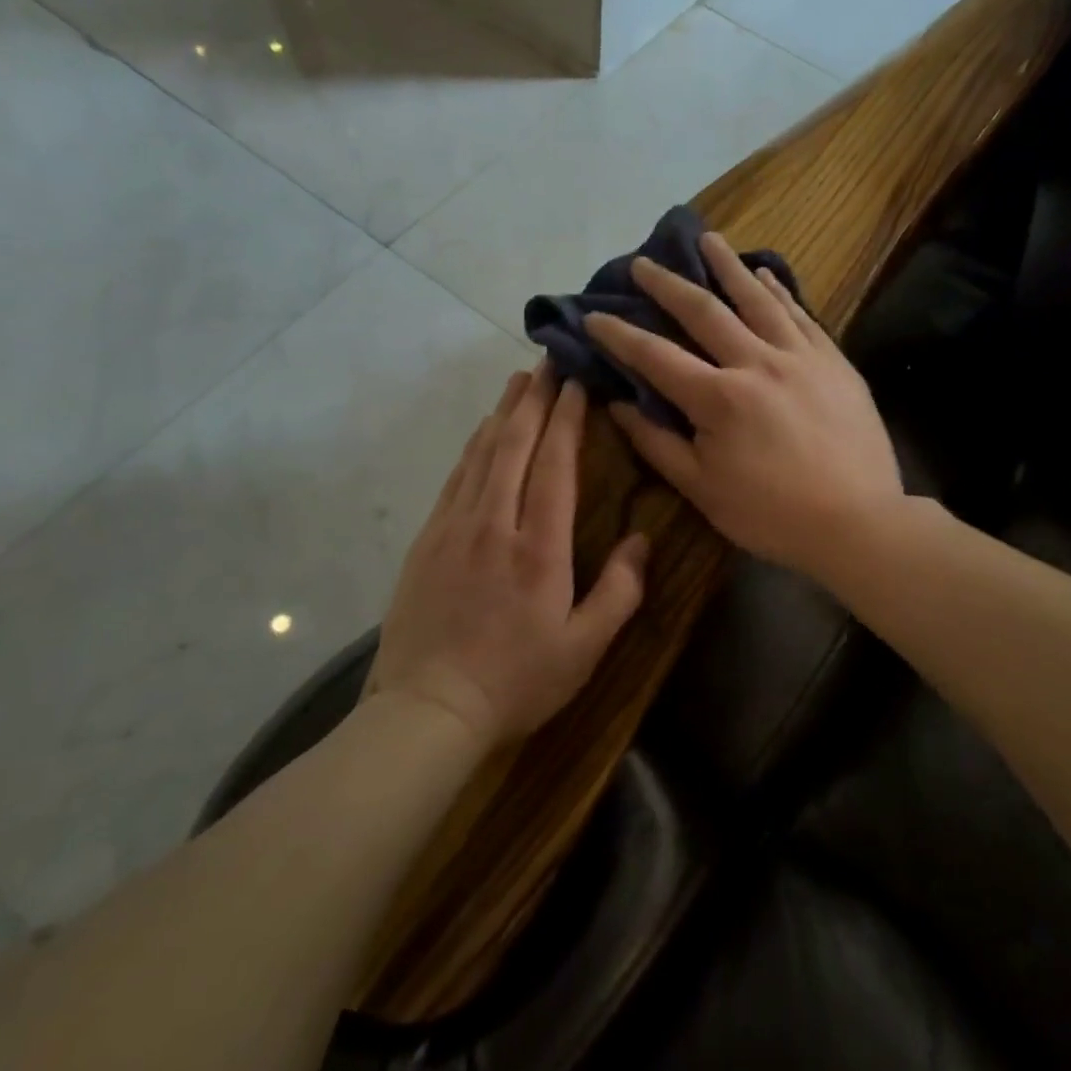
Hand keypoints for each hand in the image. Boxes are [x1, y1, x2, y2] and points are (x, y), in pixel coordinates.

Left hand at [373, 365, 647, 746]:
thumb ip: (620, 591)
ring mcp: (454, 528)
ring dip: (503, 413)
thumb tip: (642, 539)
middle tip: (547, 360)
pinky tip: (482, 433)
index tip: (575, 381)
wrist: (428, 710)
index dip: (566, 418)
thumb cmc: (517, 681)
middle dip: (533, 398)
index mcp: (539, 547)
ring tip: (518, 381)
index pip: (554, 464)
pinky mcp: (428, 540)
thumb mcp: (584, 648)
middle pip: (514, 445)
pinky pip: (455, 478)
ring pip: (482, 454)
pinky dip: (473, 447)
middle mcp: (494, 524)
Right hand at [585, 231, 903, 580]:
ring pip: (756, 299)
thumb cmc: (771, 515)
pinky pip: (800, 314)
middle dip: (667, 285)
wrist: (858, 522)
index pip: (656, 356)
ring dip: (727, 266)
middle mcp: (756, 363)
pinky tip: (763, 274)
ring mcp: (800, 356)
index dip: (620, 335)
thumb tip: (617, 405)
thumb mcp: (702, 489)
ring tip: (707, 239)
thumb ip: (657, 444)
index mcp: (718, 398)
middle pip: (703, 312)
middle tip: (643, 263)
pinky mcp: (833, 361)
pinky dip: (778, 290)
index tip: (595, 315)